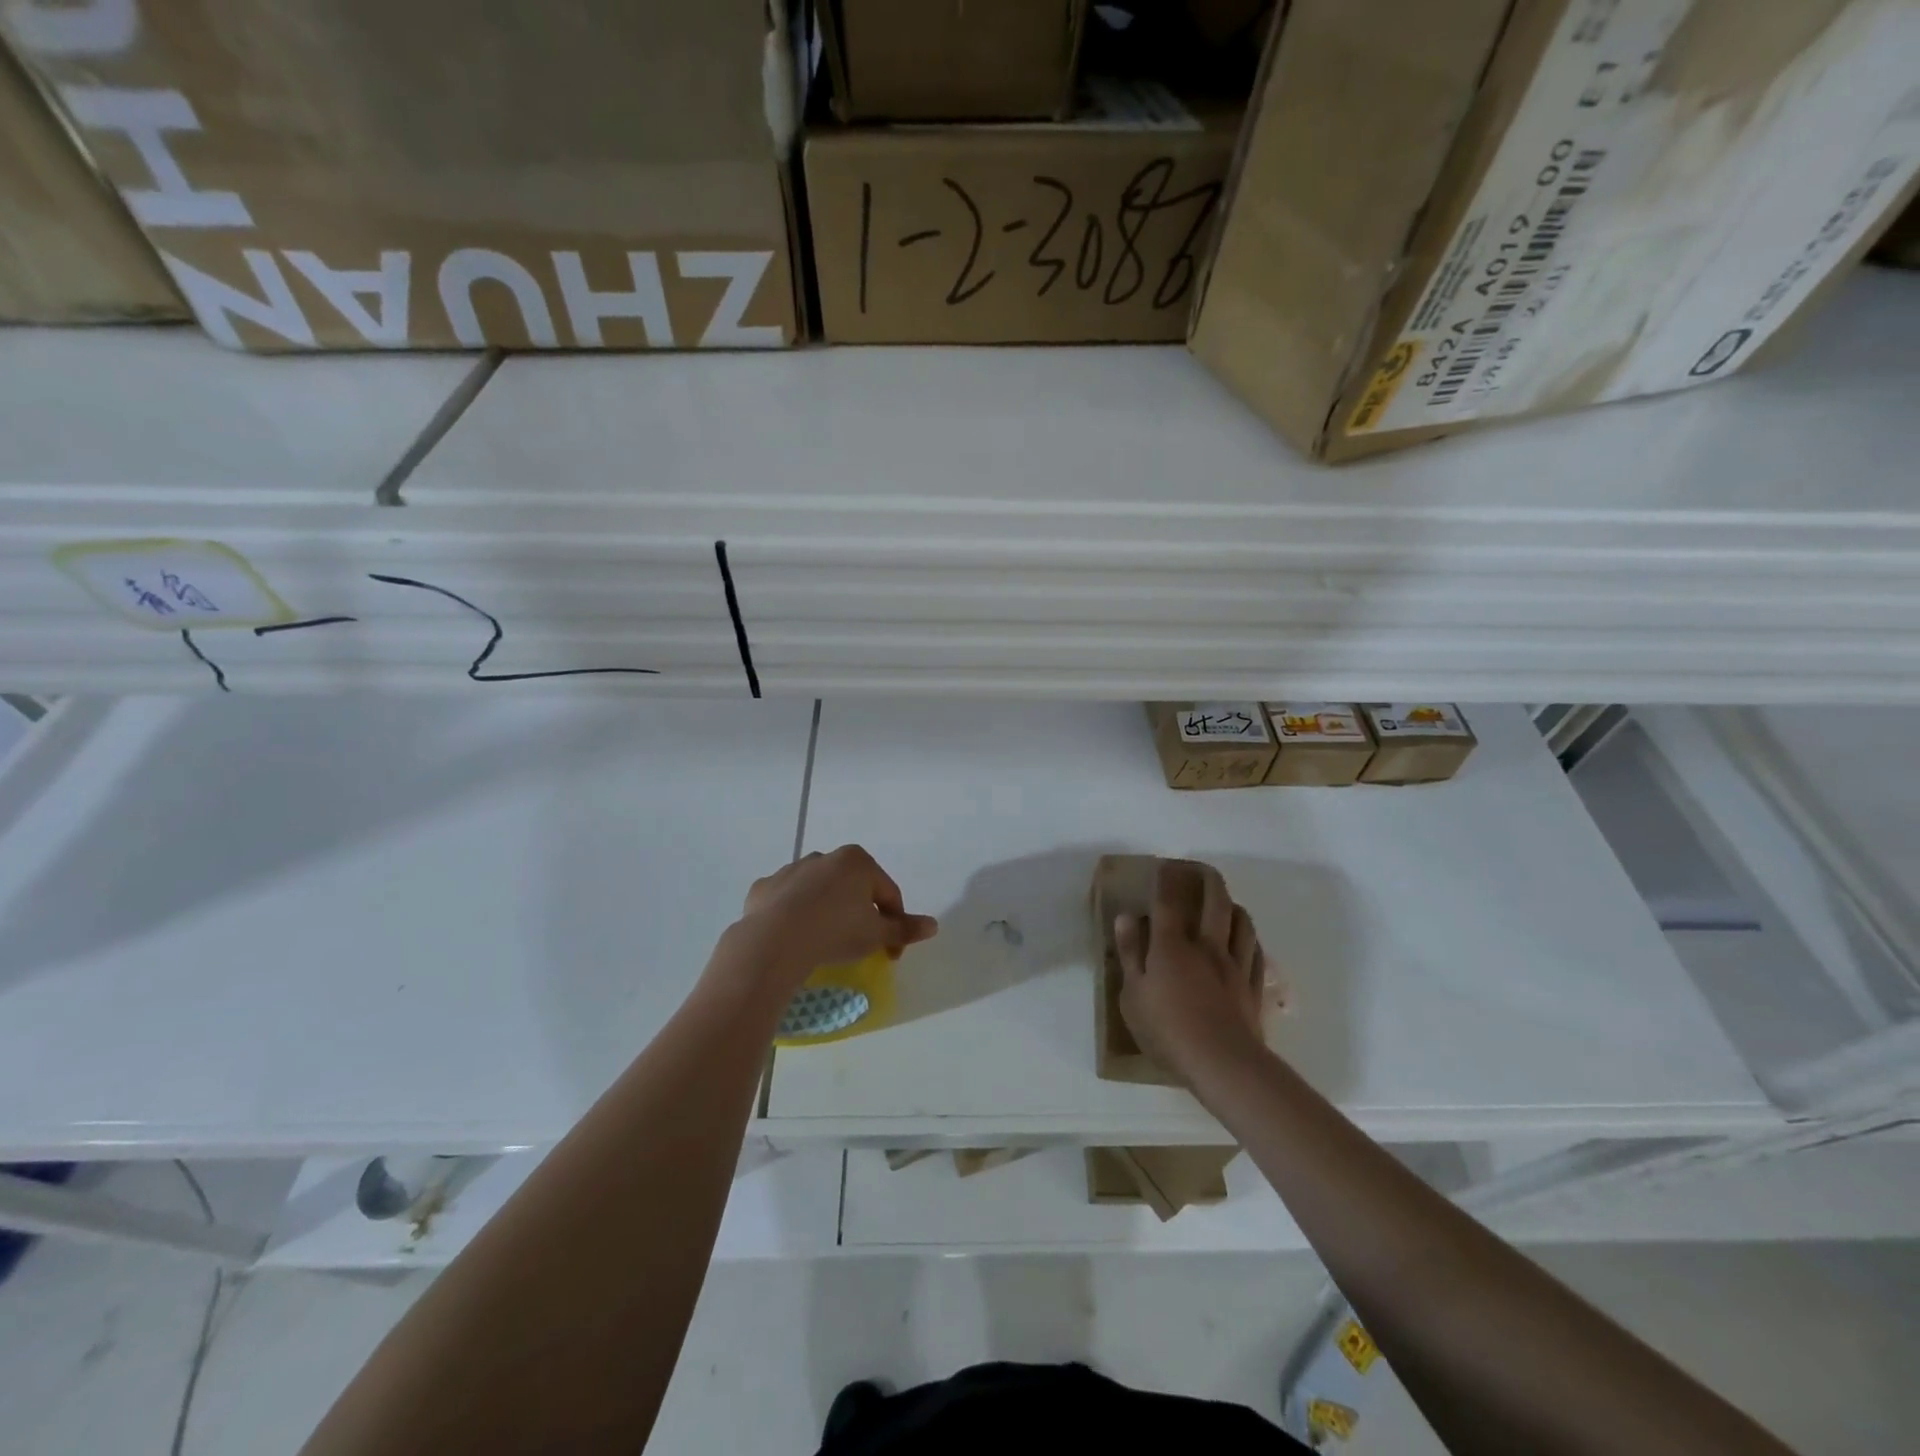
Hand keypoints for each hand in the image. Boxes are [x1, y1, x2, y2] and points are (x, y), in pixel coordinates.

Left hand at [719, 845, 938, 997]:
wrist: (774, 941)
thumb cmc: (836, 932)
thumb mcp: (877, 935)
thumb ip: (904, 928)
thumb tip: (933, 925)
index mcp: (857, 861)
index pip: (887, 894)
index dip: (894, 924)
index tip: (891, 953)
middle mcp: (825, 857)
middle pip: (852, 887)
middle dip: (859, 912)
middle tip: (859, 944)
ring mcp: (792, 869)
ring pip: (818, 891)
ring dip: (826, 910)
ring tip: (824, 941)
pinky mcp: (765, 886)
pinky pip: (786, 900)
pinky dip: (793, 914)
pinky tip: (793, 937)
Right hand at [1115, 860, 1268, 1084]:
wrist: (1222, 1063)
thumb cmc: (1167, 1030)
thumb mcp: (1132, 995)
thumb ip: (1130, 953)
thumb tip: (1127, 917)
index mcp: (1171, 946)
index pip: (1168, 902)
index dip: (1166, 880)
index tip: (1165, 866)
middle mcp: (1206, 946)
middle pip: (1214, 902)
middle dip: (1208, 880)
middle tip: (1202, 870)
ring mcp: (1234, 965)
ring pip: (1241, 923)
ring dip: (1233, 905)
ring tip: (1227, 901)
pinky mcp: (1253, 986)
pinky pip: (1255, 952)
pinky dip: (1250, 938)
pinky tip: (1247, 939)